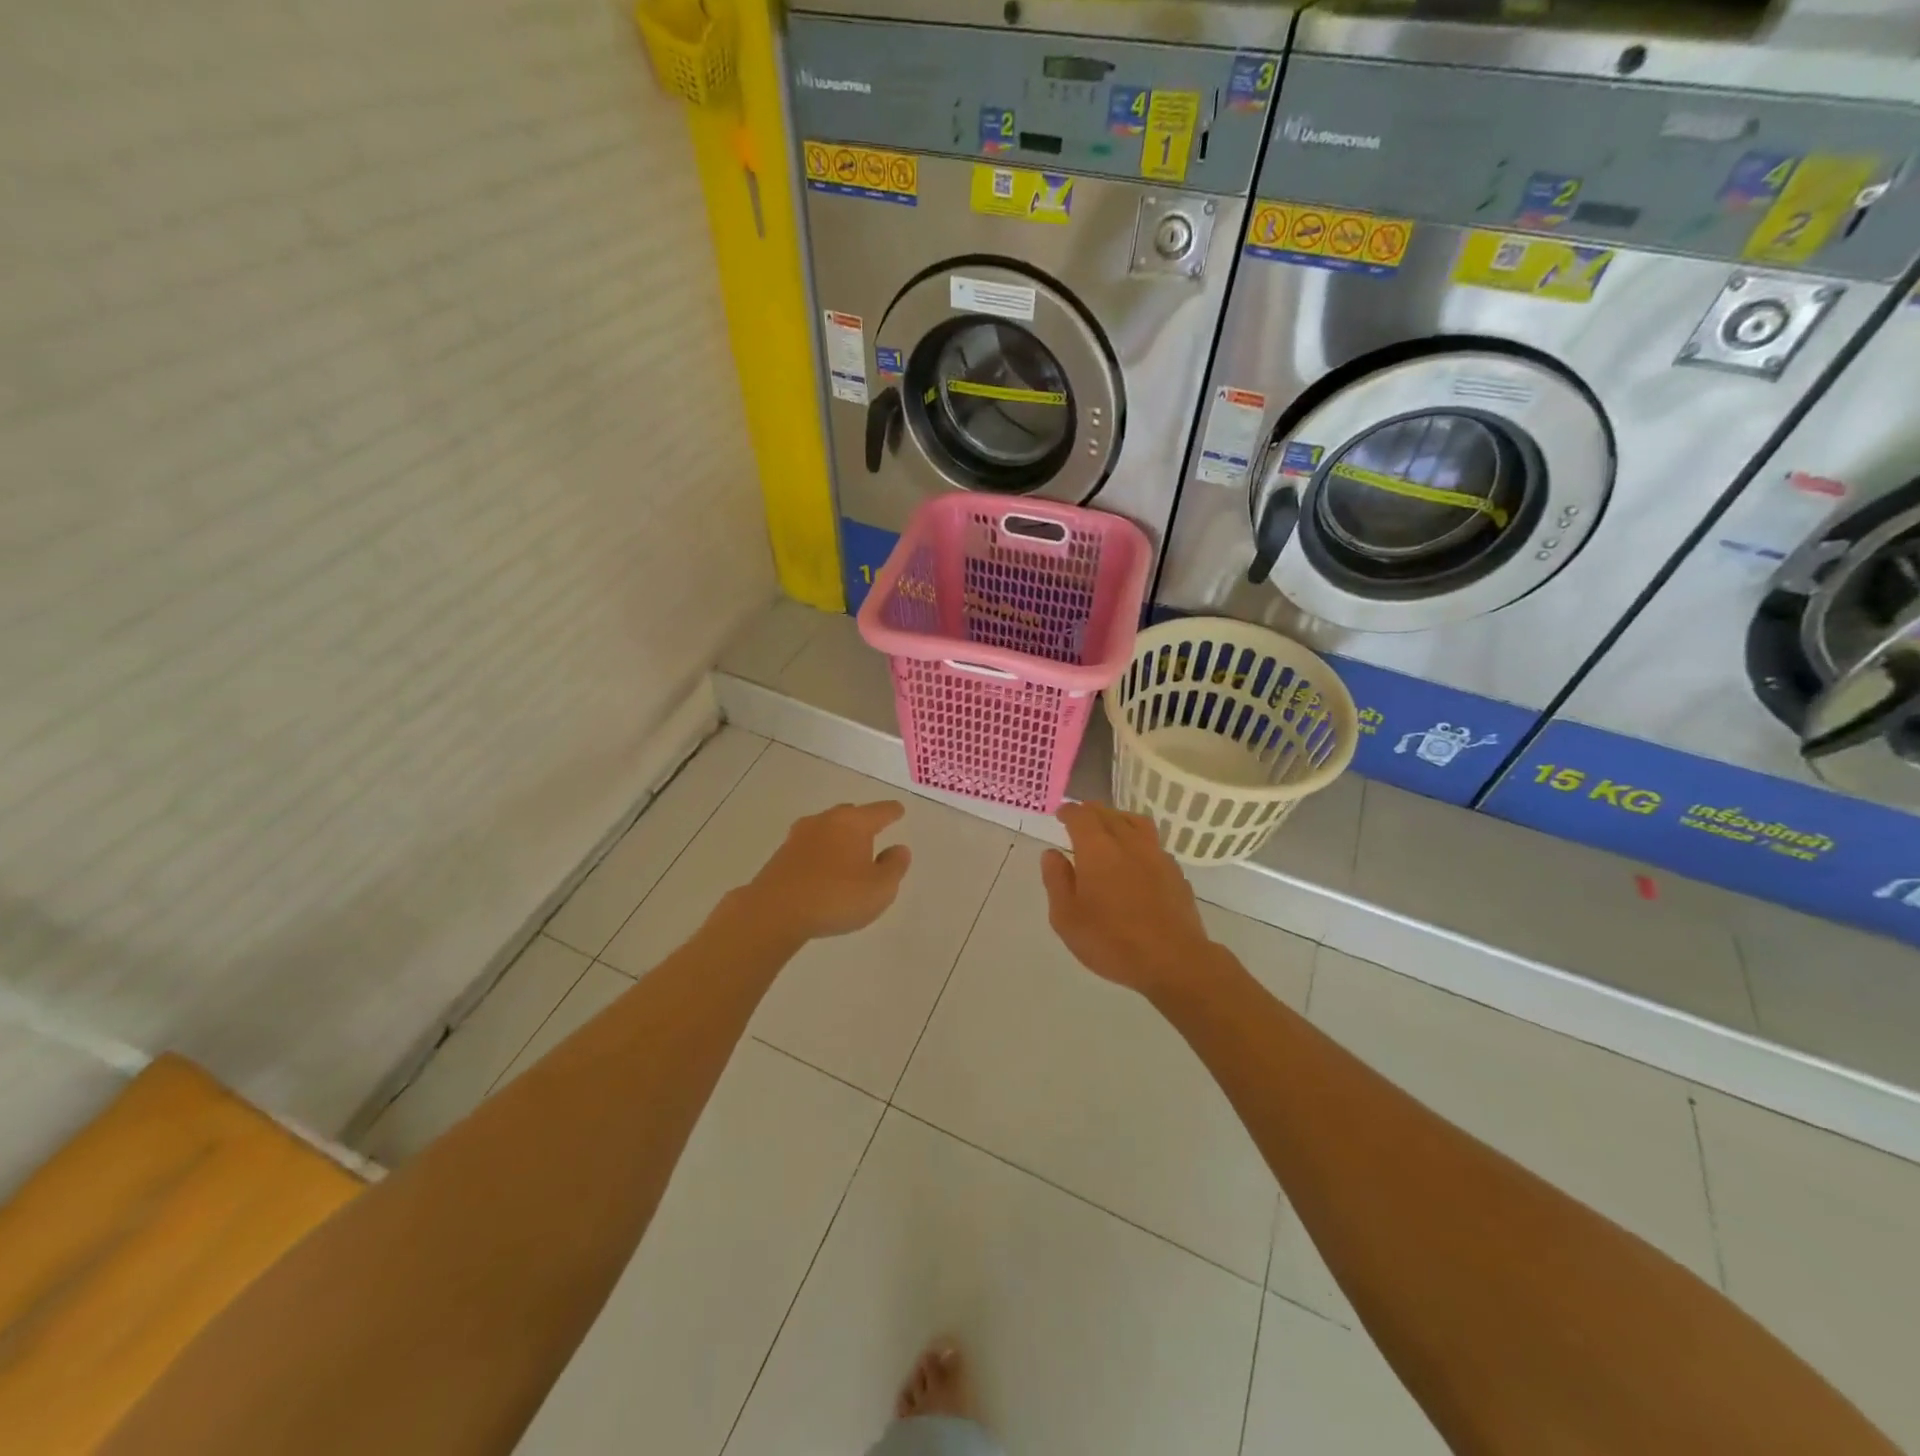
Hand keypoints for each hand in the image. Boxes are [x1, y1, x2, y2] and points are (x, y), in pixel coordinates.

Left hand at [745, 801, 911, 940]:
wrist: (774, 912)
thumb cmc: (836, 897)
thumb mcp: (880, 888)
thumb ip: (894, 867)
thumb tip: (898, 849)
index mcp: (853, 823)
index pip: (880, 811)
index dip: (892, 812)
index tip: (898, 811)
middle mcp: (826, 821)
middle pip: (850, 814)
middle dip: (863, 822)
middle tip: (873, 834)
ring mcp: (799, 836)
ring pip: (827, 829)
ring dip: (839, 838)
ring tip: (848, 855)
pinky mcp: (781, 855)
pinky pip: (810, 847)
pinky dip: (821, 854)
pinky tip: (823, 871)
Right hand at [1040, 804, 1214, 998]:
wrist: (1174, 961)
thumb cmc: (1111, 941)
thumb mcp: (1067, 918)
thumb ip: (1056, 881)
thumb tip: (1052, 854)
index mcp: (1097, 849)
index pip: (1081, 816)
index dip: (1069, 811)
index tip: (1061, 814)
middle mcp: (1128, 843)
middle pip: (1109, 814)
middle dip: (1091, 812)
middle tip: (1080, 818)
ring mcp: (1157, 856)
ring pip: (1136, 823)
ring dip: (1118, 819)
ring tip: (1110, 829)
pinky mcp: (1175, 872)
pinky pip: (1153, 844)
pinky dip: (1139, 842)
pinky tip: (1136, 860)